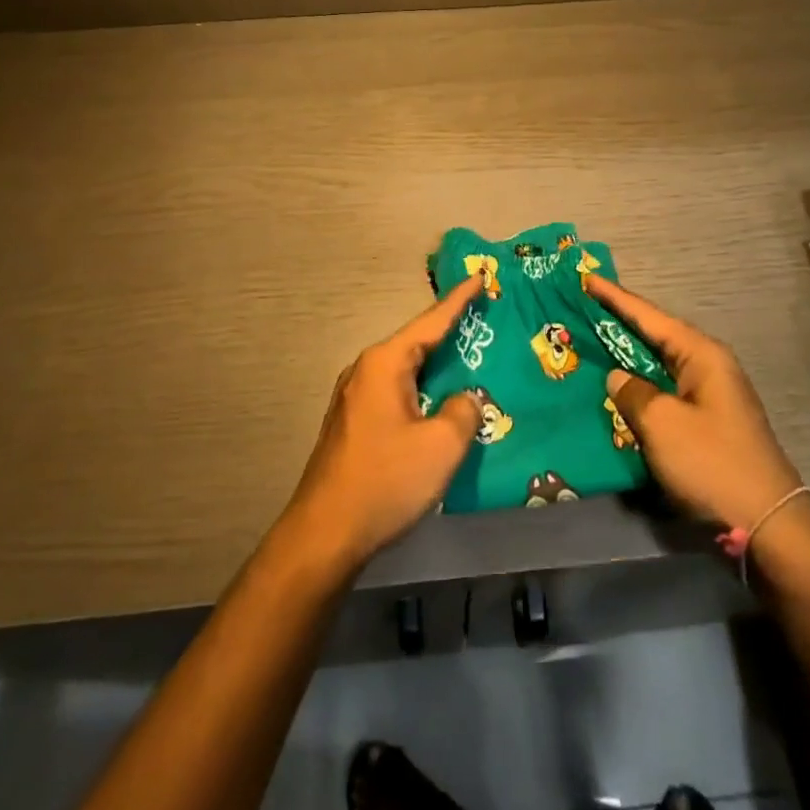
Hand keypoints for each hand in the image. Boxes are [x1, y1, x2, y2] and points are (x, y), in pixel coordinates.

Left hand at [280, 274, 485, 571]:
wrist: (325, 533)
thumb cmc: (386, 480)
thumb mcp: (441, 445)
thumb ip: (463, 411)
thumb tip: (464, 399)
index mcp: (385, 364)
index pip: (430, 322)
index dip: (459, 300)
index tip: (479, 276)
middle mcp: (366, 371)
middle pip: (416, 343)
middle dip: (450, 333)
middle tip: (484, 321)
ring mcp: (355, 398)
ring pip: (406, 371)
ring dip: (437, 367)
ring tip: (470, 361)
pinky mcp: (354, 423)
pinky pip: (397, 393)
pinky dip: (422, 390)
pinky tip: (440, 405)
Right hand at [589, 274, 806, 532]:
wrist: (766, 524)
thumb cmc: (712, 463)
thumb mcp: (662, 424)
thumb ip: (632, 393)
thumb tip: (617, 378)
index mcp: (702, 355)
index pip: (650, 316)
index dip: (616, 298)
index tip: (587, 279)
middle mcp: (707, 367)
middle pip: (654, 336)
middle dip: (618, 324)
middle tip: (581, 309)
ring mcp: (708, 396)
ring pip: (657, 366)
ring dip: (626, 358)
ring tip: (590, 344)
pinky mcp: (705, 423)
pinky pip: (663, 393)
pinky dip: (638, 388)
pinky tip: (615, 391)